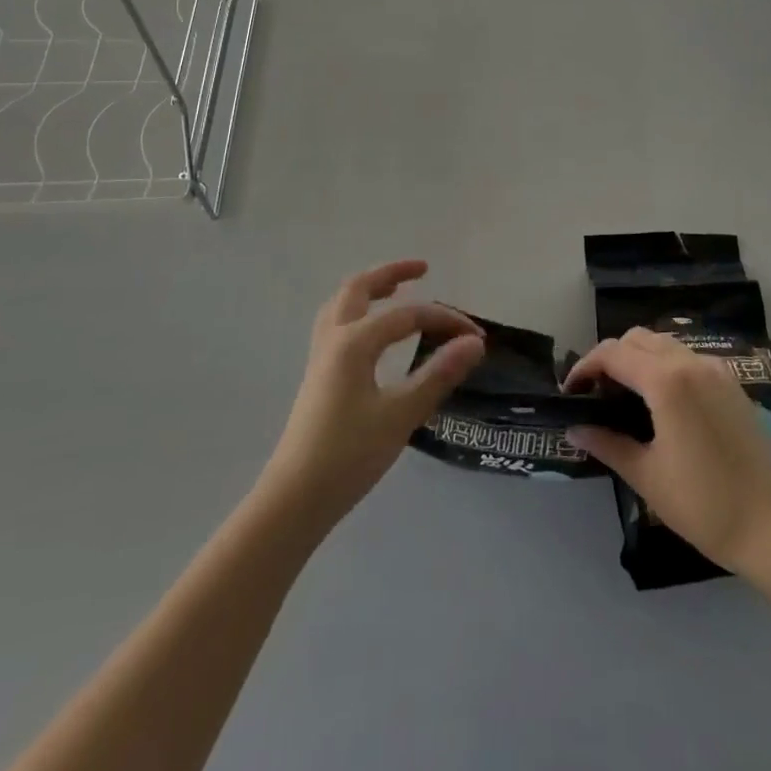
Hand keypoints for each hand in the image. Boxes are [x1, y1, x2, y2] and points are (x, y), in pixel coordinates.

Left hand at [258, 261, 484, 536]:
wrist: (294, 500)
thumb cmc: (349, 456)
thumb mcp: (401, 415)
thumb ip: (438, 374)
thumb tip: (474, 343)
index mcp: (354, 341)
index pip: (409, 315)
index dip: (445, 320)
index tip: (476, 336)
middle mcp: (334, 338)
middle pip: (359, 288)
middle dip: (391, 273)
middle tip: (423, 270)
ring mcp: (320, 357)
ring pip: (342, 304)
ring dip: (370, 289)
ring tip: (396, 289)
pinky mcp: (318, 376)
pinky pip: (337, 324)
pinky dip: (359, 312)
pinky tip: (373, 333)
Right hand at [563, 328, 770, 575]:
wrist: (770, 527)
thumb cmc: (702, 504)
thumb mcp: (646, 475)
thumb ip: (607, 443)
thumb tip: (574, 429)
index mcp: (666, 381)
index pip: (613, 354)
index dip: (585, 367)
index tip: (570, 392)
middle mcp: (691, 363)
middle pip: (637, 339)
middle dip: (610, 358)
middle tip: (596, 393)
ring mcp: (716, 370)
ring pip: (664, 344)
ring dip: (638, 358)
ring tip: (624, 394)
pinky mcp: (731, 383)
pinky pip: (688, 358)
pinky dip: (665, 365)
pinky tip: (661, 401)